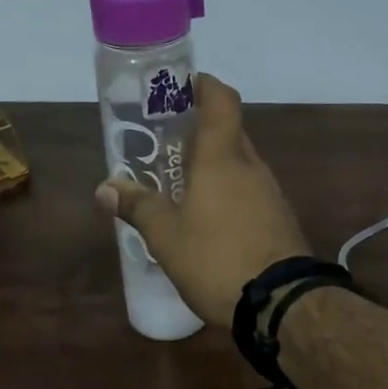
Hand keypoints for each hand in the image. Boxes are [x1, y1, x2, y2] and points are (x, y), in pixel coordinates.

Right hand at [96, 75, 309, 326]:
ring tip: (179, 184)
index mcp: (222, 157)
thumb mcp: (166, 237)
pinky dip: (228, 192)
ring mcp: (270, 192)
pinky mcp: (279, 218)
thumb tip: (105, 187)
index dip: (203, 85)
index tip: (181, 87)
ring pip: (239, 164)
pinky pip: (249, 191)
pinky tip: (207, 218)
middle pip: (228, 131)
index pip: (221, 99)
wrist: (282, 303)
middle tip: (164, 144)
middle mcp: (251, 166)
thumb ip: (138, 207)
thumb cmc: (217, 259)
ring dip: (212, 165)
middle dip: (198, 131)